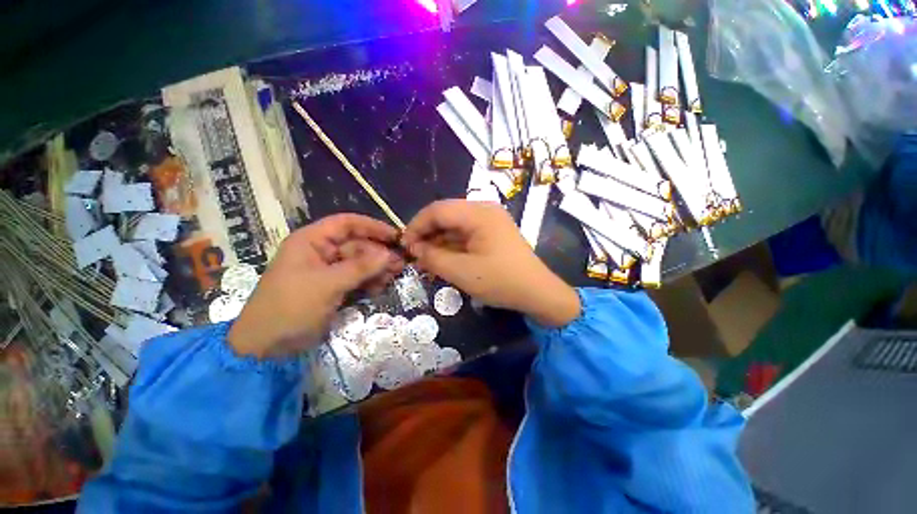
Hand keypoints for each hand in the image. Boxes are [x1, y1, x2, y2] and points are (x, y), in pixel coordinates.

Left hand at [228, 214, 403, 357]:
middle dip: (378, 254)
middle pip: (357, 245)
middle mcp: (321, 252)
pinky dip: (369, 282)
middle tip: (399, 264)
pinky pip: (356, 279)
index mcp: (312, 241)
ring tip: (392, 277)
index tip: (395, 236)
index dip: (372, 227)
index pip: (346, 224)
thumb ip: (360, 268)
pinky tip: (379, 289)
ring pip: (359, 263)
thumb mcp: (327, 285)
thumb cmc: (291, 308)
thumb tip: (390, 254)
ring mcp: (327, 271)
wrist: (266, 347)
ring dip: (376, 269)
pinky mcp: (333, 288)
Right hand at [402, 200, 580, 326]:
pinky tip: (442, 260)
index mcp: (478, 213)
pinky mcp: (492, 233)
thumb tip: (413, 248)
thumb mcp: (461, 272)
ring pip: (454, 226)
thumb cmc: (501, 281)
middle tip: (414, 256)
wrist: (538, 293)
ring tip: (425, 262)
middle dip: (427, 235)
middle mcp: (484, 210)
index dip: (416, 226)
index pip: (437, 210)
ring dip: (438, 242)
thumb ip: (432, 257)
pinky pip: (465, 234)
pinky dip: (452, 246)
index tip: (404, 246)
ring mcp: (490, 221)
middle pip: (445, 215)